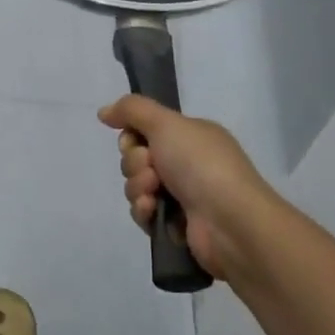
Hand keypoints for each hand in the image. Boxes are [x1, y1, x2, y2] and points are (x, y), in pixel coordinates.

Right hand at [98, 96, 277, 281]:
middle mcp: (186, 163)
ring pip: (136, 186)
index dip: (132, 136)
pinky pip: (144, 213)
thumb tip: (104, 111)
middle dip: (135, 164)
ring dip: (139, 188)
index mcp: (190, 136)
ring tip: (155, 194)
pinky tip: (154, 212)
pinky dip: (144, 211)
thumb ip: (132, 110)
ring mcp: (182, 195)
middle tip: (152, 169)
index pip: (145, 130)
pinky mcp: (176, 225)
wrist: (229, 222)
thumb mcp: (166, 123)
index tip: (136, 141)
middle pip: (136, 158)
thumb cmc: (201, 164)